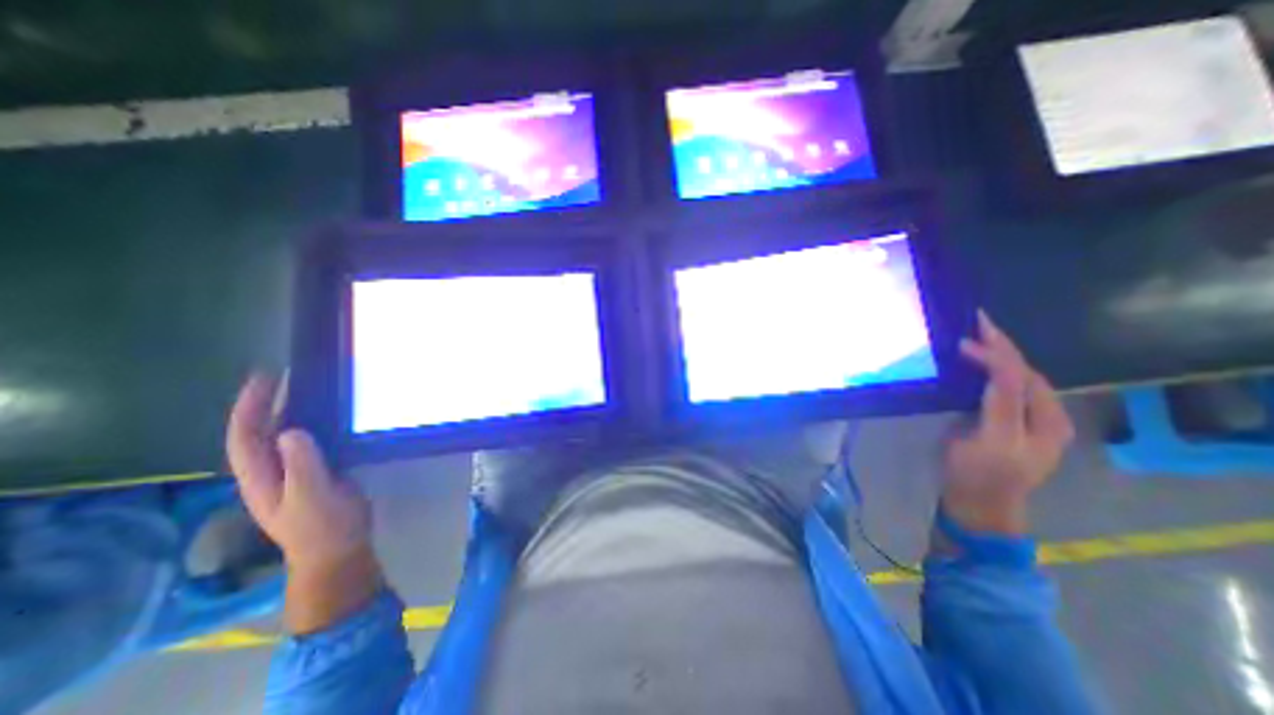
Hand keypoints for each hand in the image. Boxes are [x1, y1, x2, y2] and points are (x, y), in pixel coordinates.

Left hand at [229, 374, 378, 629]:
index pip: (244, 437)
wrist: (337, 550)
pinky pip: (305, 443)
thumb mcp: (313, 496)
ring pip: (280, 437)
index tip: (264, 379)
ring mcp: (291, 473)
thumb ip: (302, 465)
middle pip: (257, 433)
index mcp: (260, 477)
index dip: (250, 407)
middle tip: (285, 376)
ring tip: (305, 387)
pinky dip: (310, 424)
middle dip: (264, 403)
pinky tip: (327, 415)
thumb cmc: (323, 525)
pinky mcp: (314, 473)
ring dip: (287, 411)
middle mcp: (269, 472)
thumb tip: (291, 430)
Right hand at [938, 311, 1067, 535]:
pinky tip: (970, 364)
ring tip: (971, 337)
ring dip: (993, 355)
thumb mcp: (993, 442)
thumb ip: (1001, 405)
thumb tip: (998, 369)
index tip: (969, 333)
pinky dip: (985, 370)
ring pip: (1012, 378)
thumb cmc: (981, 476)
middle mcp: (1043, 415)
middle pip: (1023, 371)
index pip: (1023, 374)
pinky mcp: (1003, 422)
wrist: (976, 506)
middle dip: (999, 346)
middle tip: (973, 324)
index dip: (998, 351)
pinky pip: (998, 388)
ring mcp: (1023, 419)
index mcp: (1046, 420)